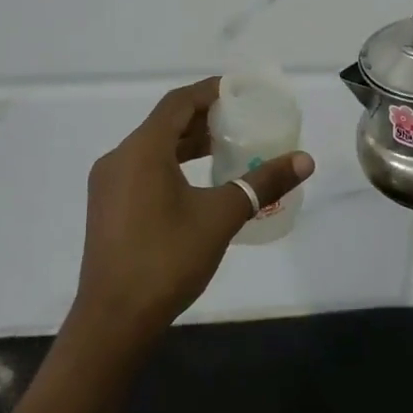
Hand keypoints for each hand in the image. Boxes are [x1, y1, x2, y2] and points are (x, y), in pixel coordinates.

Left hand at [73, 78, 315, 352]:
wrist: (114, 320)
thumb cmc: (167, 259)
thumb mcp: (221, 217)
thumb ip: (263, 184)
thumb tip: (305, 160)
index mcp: (142, 150)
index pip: (178, 103)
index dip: (210, 91)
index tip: (241, 91)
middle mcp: (119, 158)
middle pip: (165, 123)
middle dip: (203, 119)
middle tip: (242, 121)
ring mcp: (108, 184)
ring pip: (152, 148)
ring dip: (188, 144)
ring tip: (227, 150)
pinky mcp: (107, 207)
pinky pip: (142, 169)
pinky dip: (172, 165)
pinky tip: (198, 183)